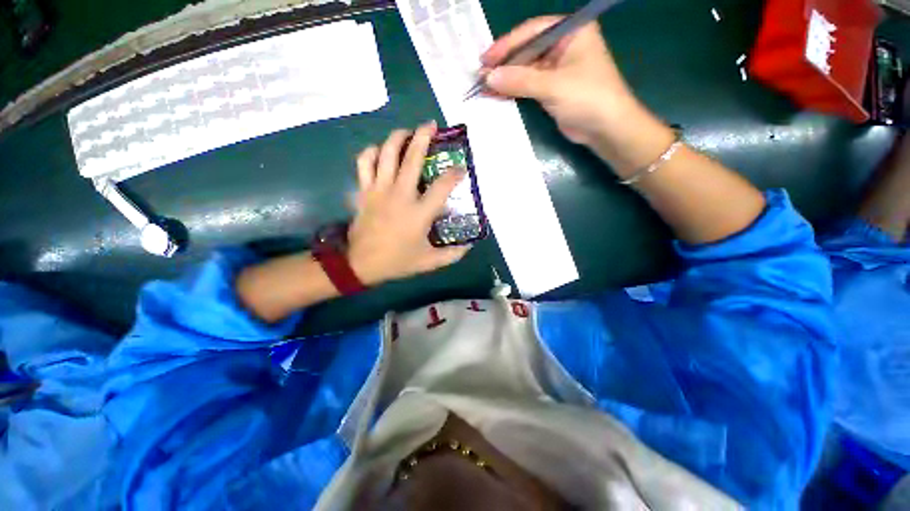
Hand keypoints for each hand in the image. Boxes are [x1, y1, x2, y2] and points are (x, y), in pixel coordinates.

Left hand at [347, 122, 471, 285]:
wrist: (360, 264)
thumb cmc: (397, 261)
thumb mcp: (429, 262)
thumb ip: (452, 254)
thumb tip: (469, 246)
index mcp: (419, 213)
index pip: (442, 186)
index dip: (455, 174)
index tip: (461, 169)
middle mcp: (400, 195)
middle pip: (413, 158)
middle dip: (424, 137)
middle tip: (431, 125)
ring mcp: (379, 190)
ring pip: (387, 153)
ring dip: (398, 137)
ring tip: (407, 131)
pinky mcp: (365, 191)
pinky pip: (365, 163)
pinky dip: (372, 152)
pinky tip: (380, 151)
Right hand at [483, 17, 674, 173]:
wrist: (605, 129)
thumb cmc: (587, 98)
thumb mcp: (552, 86)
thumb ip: (520, 80)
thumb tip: (488, 78)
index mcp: (571, 31)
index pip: (533, 31)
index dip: (507, 45)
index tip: (486, 59)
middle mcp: (563, 45)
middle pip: (527, 50)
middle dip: (504, 64)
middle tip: (481, 75)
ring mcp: (557, 68)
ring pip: (525, 69)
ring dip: (506, 79)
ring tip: (483, 87)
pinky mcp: (552, 89)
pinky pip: (528, 85)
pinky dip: (513, 90)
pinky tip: (497, 94)